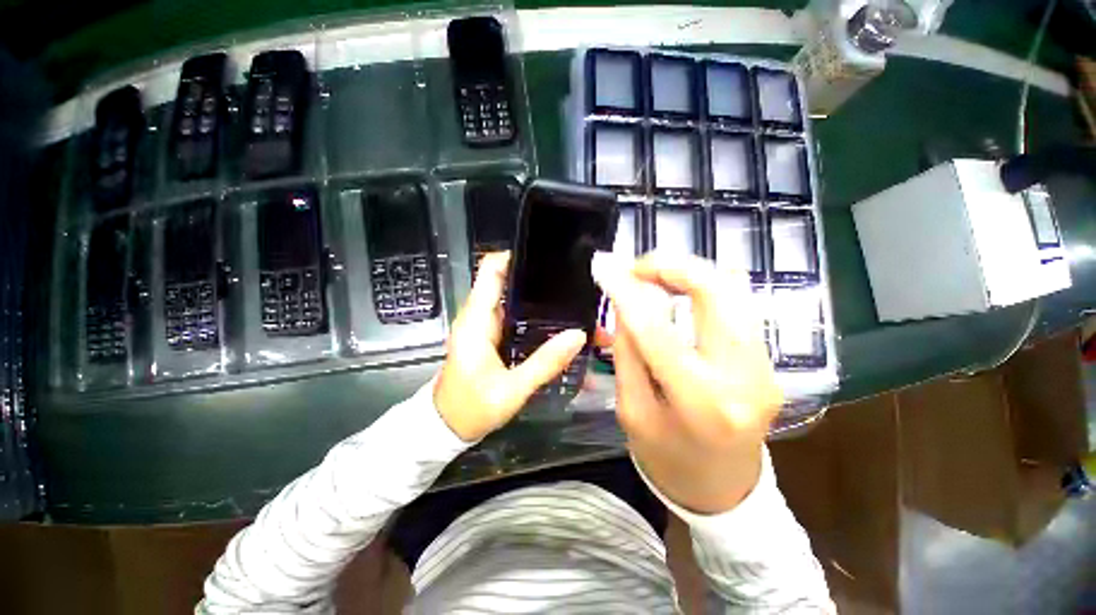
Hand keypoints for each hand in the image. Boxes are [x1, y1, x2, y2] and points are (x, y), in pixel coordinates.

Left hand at [434, 252, 586, 441]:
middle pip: (508, 282)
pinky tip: (557, 324)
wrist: (448, 426)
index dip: (515, 257)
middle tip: (572, 284)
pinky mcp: (492, 336)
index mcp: (476, 319)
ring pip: (514, 300)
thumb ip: (545, 363)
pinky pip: (516, 317)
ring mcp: (486, 325)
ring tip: (572, 302)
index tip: (547, 257)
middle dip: (538, 281)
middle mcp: (479, 315)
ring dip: (540, 301)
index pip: (490, 270)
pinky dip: (535, 317)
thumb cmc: (472, 408)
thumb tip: (578, 335)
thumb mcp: (512, 390)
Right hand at [592, 252, 781, 513]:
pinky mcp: (769, 361)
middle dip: (672, 266)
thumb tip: (623, 303)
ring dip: (689, 272)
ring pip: (734, 291)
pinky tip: (679, 291)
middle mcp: (742, 377)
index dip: (627, 292)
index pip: (656, 330)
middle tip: (637, 266)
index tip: (605, 268)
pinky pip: (738, 306)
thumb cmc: (667, 458)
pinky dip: (705, 287)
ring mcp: (765, 367)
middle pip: (716, 292)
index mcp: (699, 401)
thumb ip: (628, 353)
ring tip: (653, 275)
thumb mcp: (632, 410)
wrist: (724, 490)